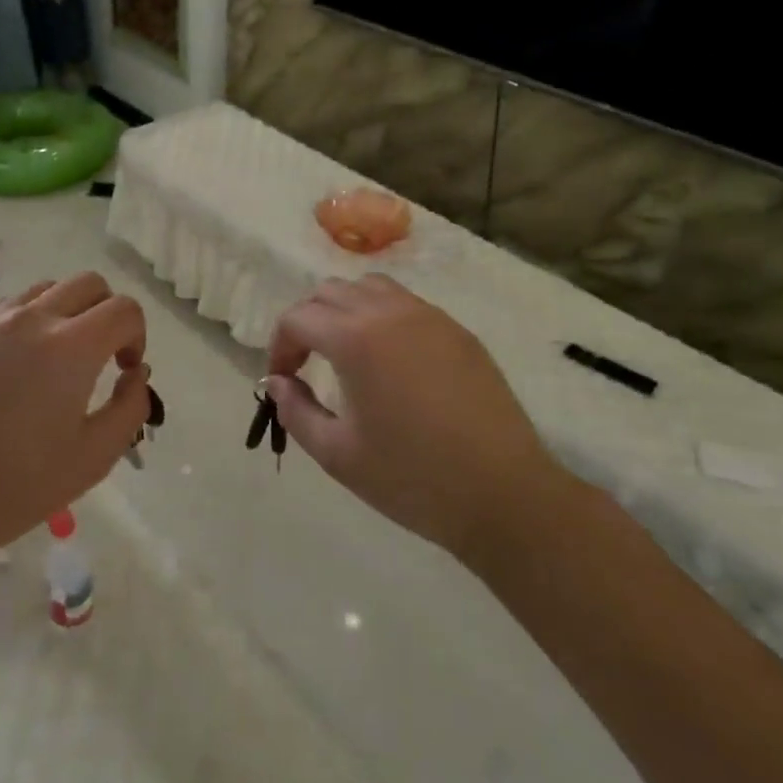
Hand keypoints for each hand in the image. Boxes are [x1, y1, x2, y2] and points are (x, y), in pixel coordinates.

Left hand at [0, 273, 149, 563]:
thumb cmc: (19, 485)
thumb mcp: (95, 456)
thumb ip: (131, 406)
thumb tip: (135, 372)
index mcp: (70, 347)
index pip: (124, 309)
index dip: (137, 335)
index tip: (125, 369)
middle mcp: (31, 318)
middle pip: (89, 284)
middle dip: (106, 313)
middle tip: (100, 357)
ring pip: (45, 290)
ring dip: (65, 313)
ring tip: (54, 360)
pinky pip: (5, 306)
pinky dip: (25, 321)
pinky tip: (14, 365)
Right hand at [266, 275, 553, 557]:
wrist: (504, 495)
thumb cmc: (412, 478)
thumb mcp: (337, 454)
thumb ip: (296, 411)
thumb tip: (277, 382)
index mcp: (355, 339)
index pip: (297, 318)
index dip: (279, 346)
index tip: (281, 381)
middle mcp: (390, 313)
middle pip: (330, 291)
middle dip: (307, 322)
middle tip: (305, 364)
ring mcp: (430, 317)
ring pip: (370, 287)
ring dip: (345, 310)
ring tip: (345, 352)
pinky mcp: (458, 332)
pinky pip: (407, 304)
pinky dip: (382, 317)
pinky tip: (390, 361)